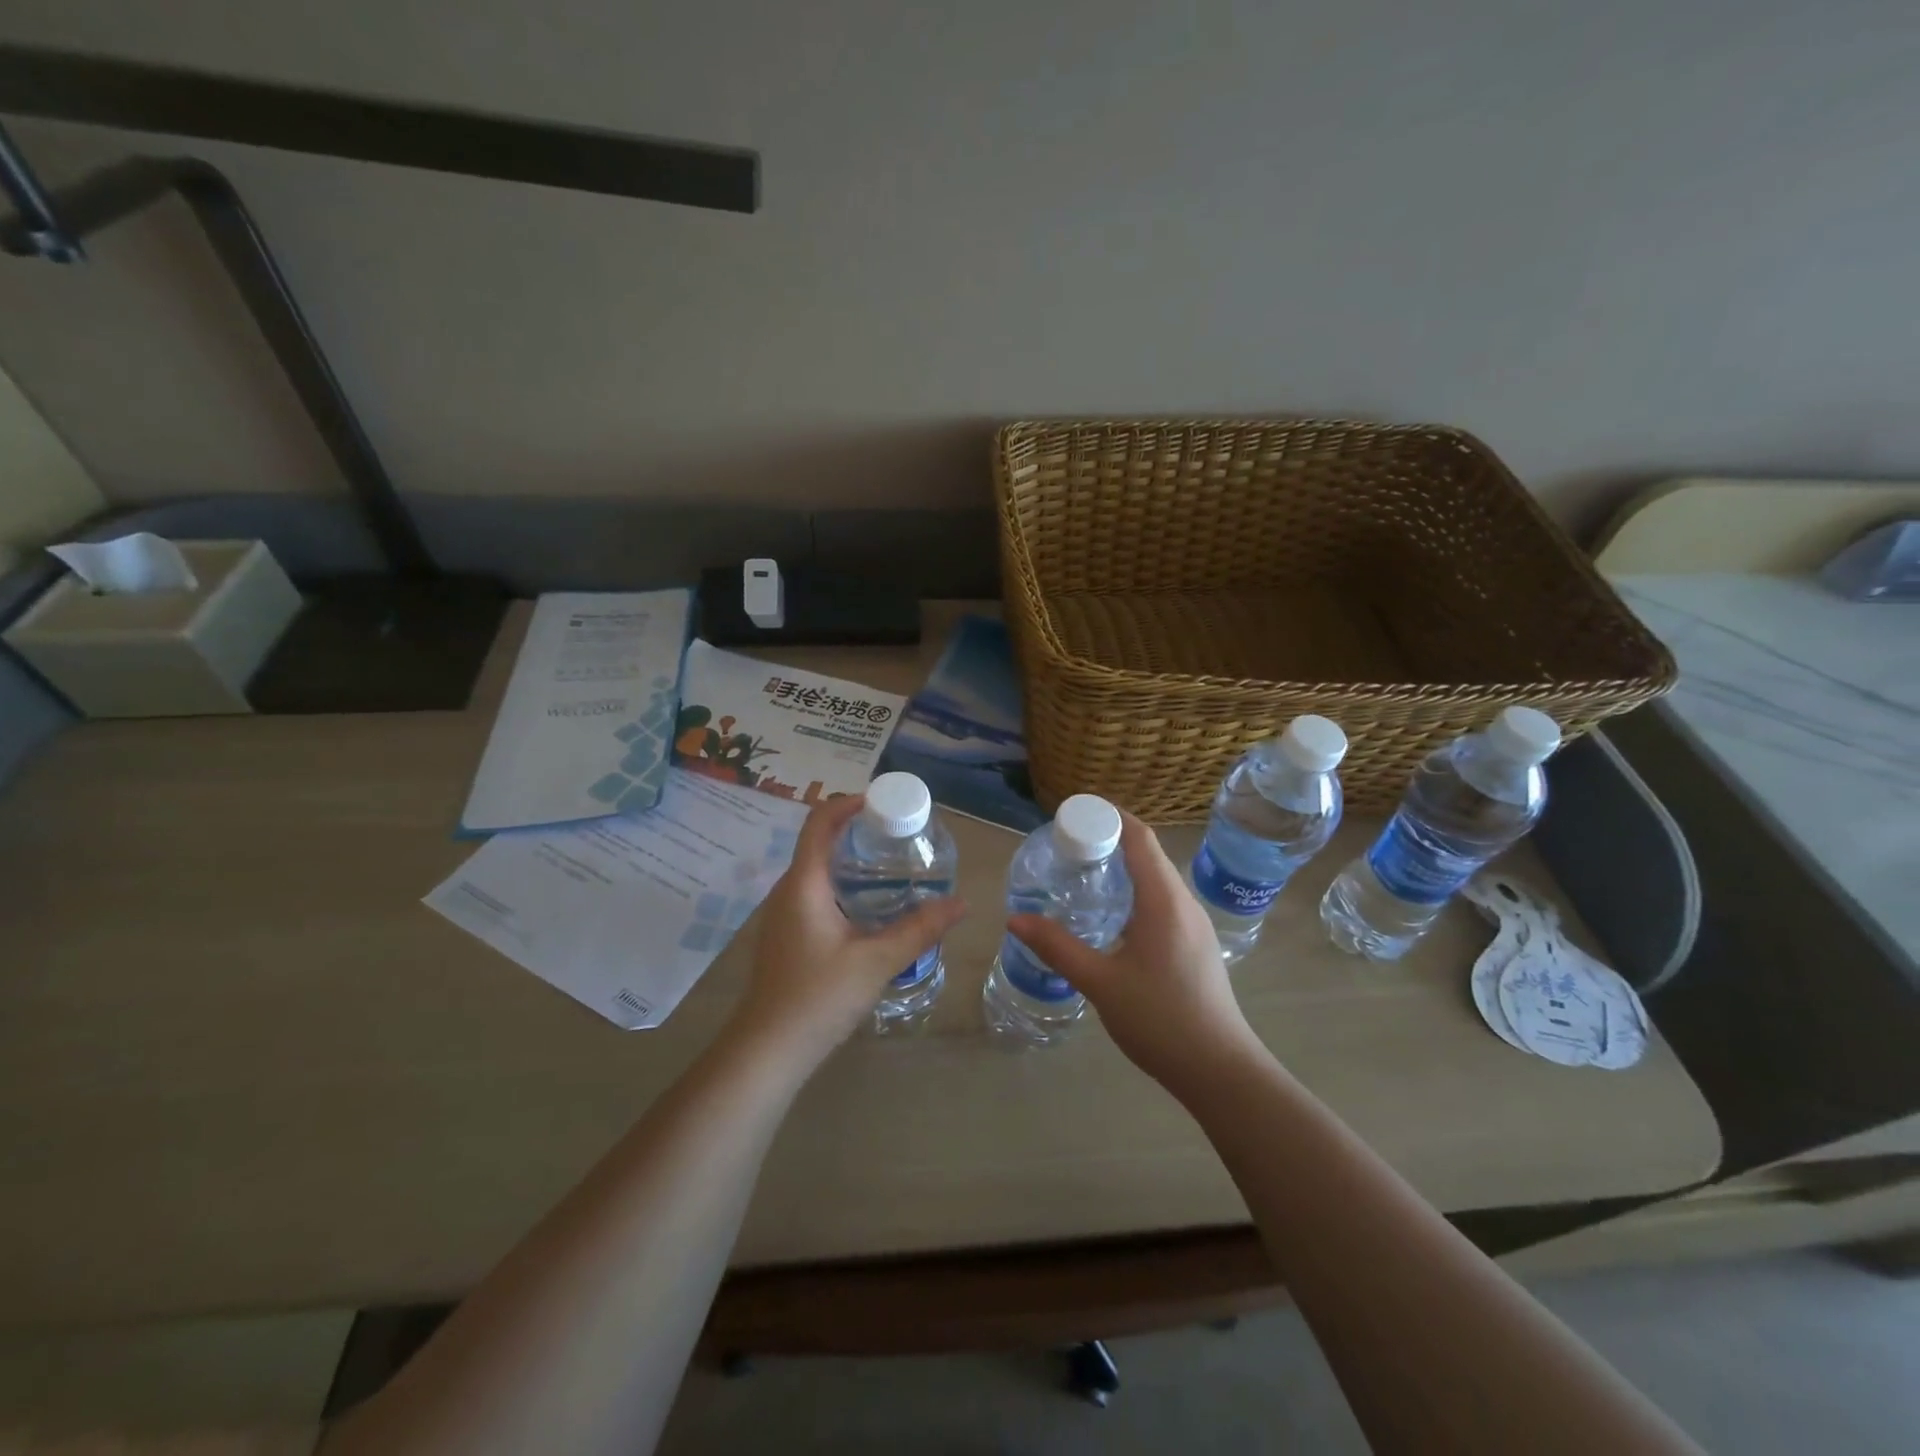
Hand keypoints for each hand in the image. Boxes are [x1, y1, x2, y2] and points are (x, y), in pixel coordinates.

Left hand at [728, 793, 964, 1069]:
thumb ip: (919, 929)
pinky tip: (870, 909)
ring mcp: (783, 914)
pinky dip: (843, 886)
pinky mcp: (786, 935)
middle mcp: (788, 890)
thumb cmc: (818, 997)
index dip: (849, 802)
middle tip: (900, 835)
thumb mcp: (877, 961)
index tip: (884, 802)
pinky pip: (815, 893)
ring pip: (818, 870)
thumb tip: (961, 903)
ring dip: (851, 861)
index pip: (820, 821)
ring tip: (893, 868)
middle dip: (858, 831)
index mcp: (804, 883)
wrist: (767, 1051)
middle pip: (819, 842)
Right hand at [1008, 811, 1264, 1095]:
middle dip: (1108, 839)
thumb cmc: (1161, 1019)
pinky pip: (1162, 900)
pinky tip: (1110, 916)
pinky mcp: (1194, 944)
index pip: (1139, 837)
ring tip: (1081, 874)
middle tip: (1065, 845)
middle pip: (1147, 852)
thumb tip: (1014, 919)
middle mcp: (1183, 902)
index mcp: (1164, 900)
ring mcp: (1193, 924)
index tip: (1072, 812)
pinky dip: (1133, 891)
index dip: (1108, 815)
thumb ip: (1057, 947)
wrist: (1220, 1071)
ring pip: (1156, 878)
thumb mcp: (1101, 982)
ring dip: (1122, 866)